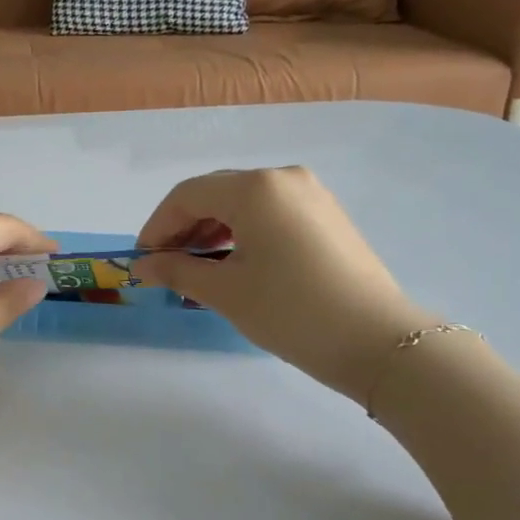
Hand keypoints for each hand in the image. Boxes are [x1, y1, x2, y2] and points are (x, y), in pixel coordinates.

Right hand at [134, 167, 432, 404]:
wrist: (378, 342)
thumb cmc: (291, 311)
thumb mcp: (226, 292)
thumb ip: (177, 270)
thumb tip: (142, 265)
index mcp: (254, 188)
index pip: (187, 195)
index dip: (157, 226)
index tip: (142, 260)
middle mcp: (282, 177)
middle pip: (215, 193)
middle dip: (184, 227)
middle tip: (165, 266)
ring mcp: (310, 194)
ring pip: (243, 203)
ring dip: (212, 230)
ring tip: (196, 268)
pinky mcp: (326, 215)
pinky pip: (269, 213)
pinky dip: (242, 232)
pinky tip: (233, 262)